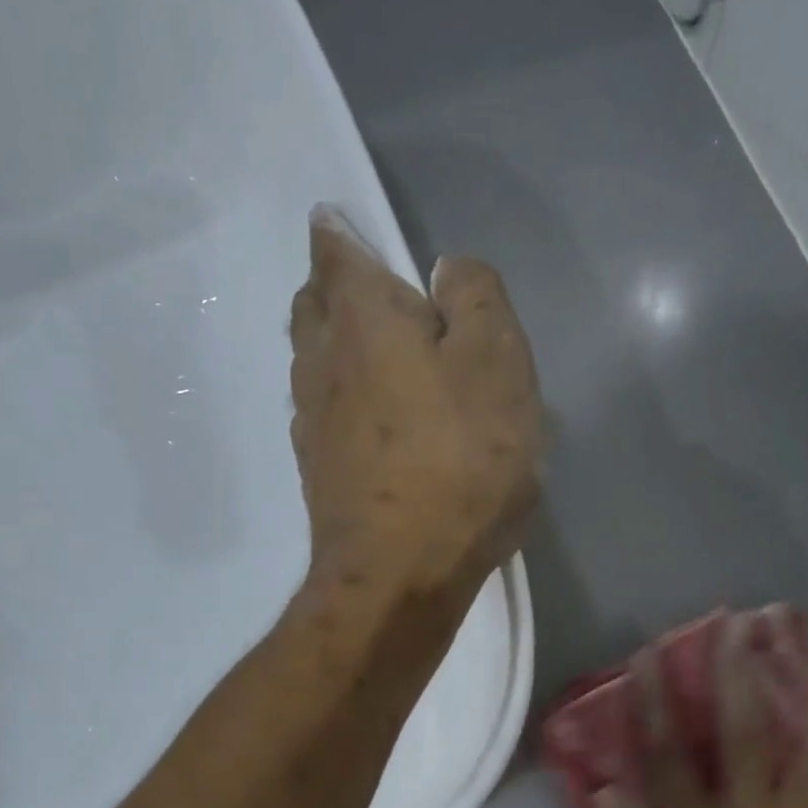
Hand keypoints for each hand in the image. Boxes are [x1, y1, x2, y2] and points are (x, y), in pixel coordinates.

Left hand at [287, 206, 542, 617]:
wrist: (400, 576)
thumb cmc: (459, 463)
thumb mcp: (498, 364)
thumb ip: (476, 298)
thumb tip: (446, 272)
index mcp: (361, 316)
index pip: (335, 245)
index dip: (345, 232)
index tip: (359, 234)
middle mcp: (319, 359)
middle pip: (314, 303)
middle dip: (340, 291)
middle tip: (383, 301)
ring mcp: (309, 422)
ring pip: (315, 362)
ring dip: (341, 350)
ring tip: (384, 362)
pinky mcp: (317, 473)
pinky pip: (325, 416)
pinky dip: (345, 405)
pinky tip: (377, 427)